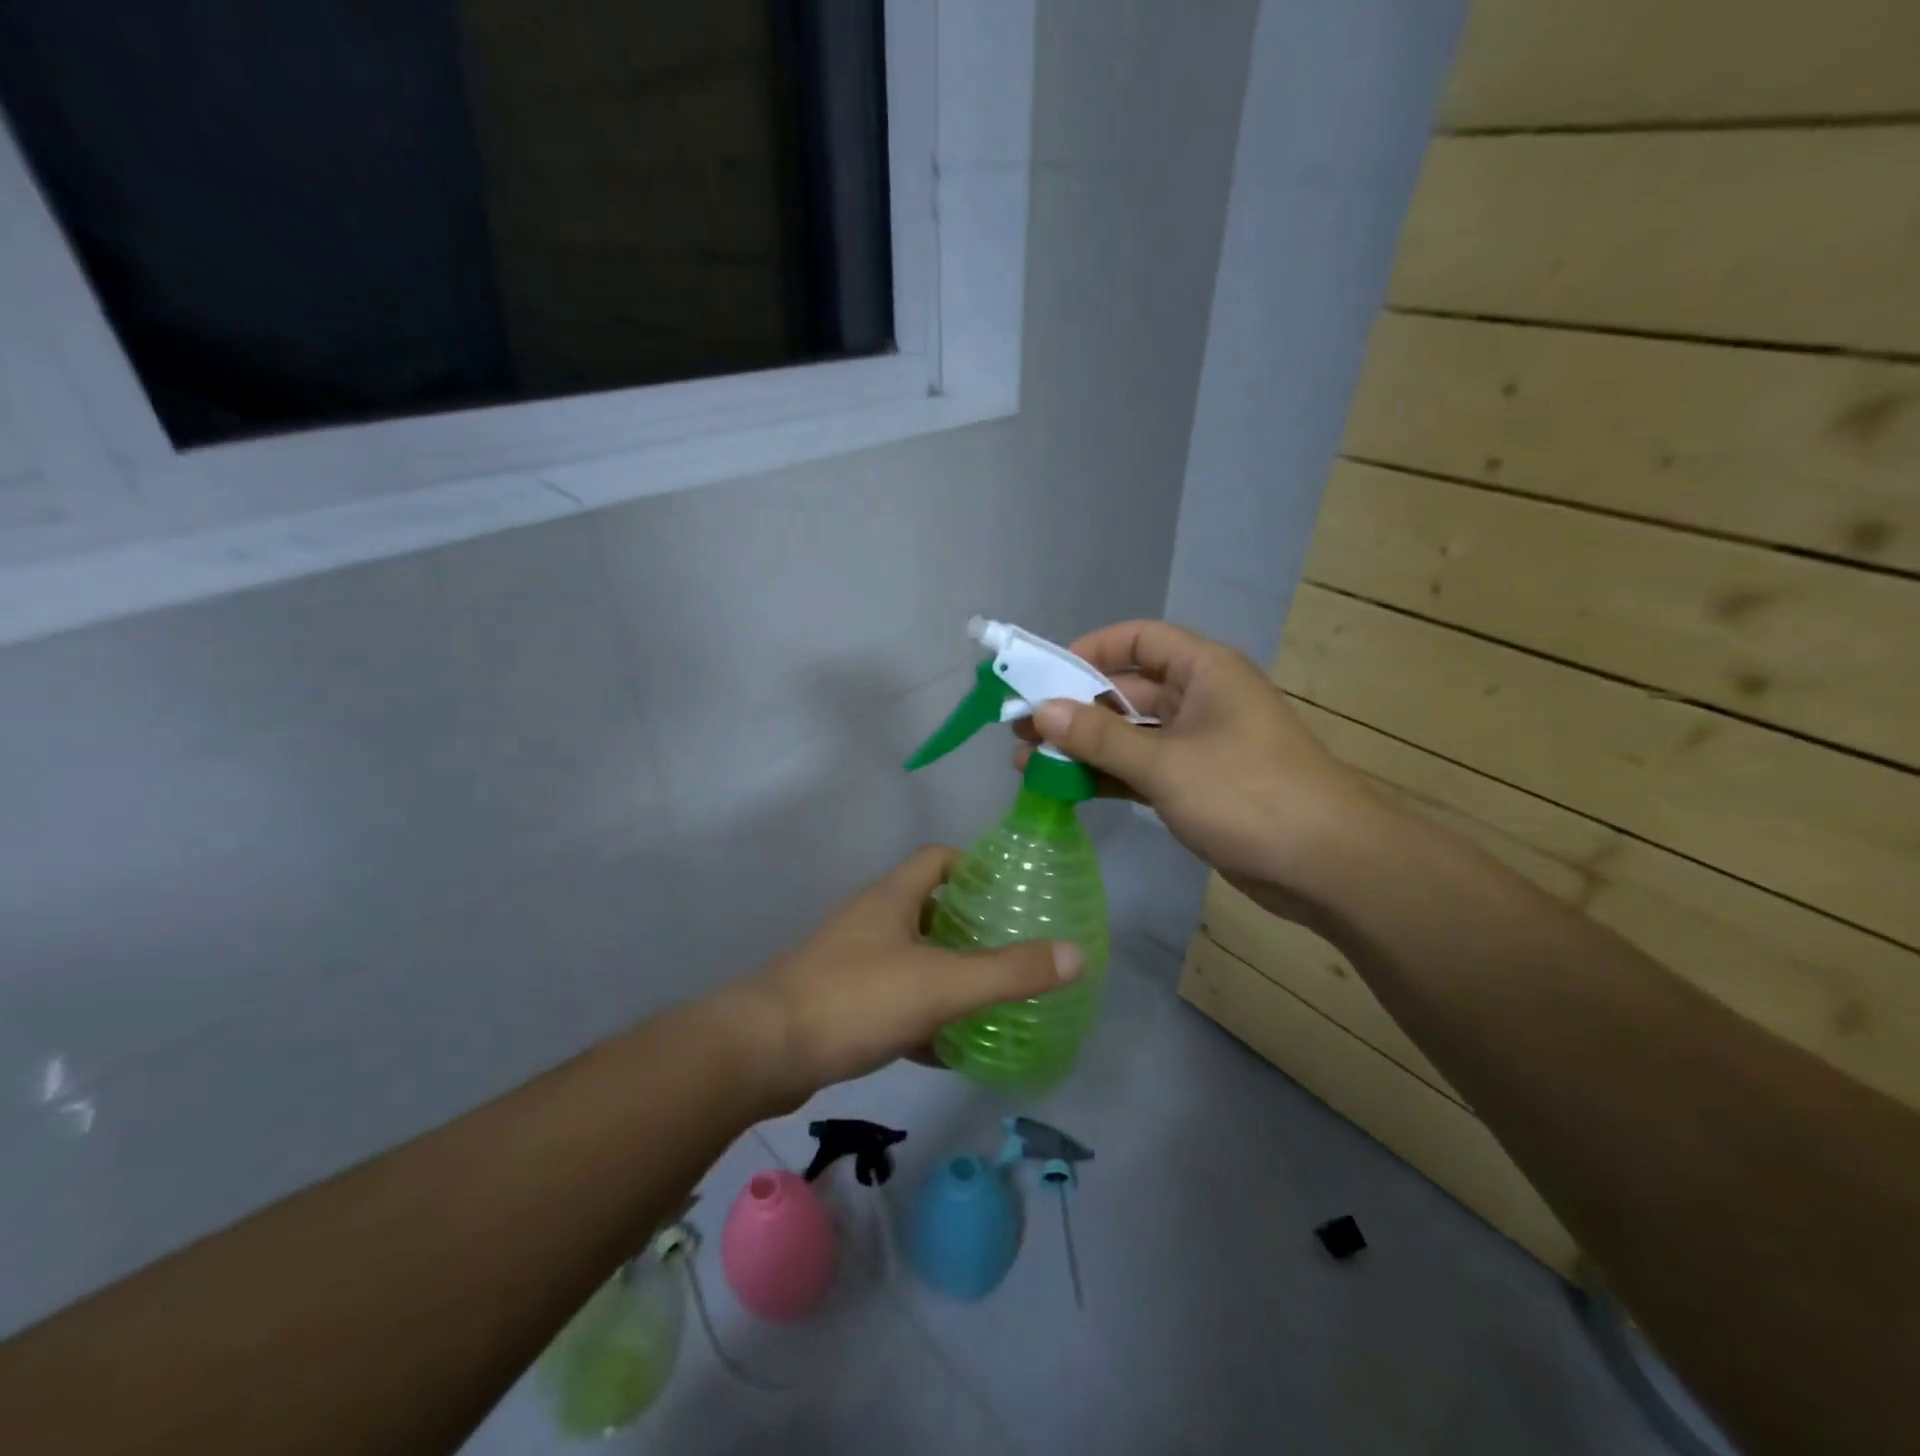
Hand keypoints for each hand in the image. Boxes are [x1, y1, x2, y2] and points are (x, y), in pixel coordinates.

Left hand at [727, 846, 1082, 1108]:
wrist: (763, 1051)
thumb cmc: (856, 999)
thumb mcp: (941, 984)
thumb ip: (1008, 972)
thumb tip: (1076, 954)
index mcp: (892, 897)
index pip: (939, 858)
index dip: (976, 867)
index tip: (1012, 892)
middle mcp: (870, 920)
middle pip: (928, 907)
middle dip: (969, 927)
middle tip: (1012, 950)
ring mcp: (850, 961)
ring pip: (910, 956)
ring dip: (946, 973)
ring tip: (989, 997)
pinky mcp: (838, 1002)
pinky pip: (892, 998)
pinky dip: (921, 1015)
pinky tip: (946, 1048)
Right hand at [1013, 620, 1385, 918]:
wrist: (1327, 866)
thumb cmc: (1249, 795)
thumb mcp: (1166, 764)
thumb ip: (1100, 737)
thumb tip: (1041, 711)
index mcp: (1204, 671)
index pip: (1138, 640)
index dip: (1089, 650)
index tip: (1044, 676)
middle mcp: (1200, 699)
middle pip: (1126, 690)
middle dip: (1074, 708)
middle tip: (1020, 730)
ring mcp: (1197, 744)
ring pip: (1129, 734)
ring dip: (1083, 747)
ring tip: (1028, 764)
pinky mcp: (1196, 785)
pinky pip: (1140, 769)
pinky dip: (1106, 776)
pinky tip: (1065, 788)